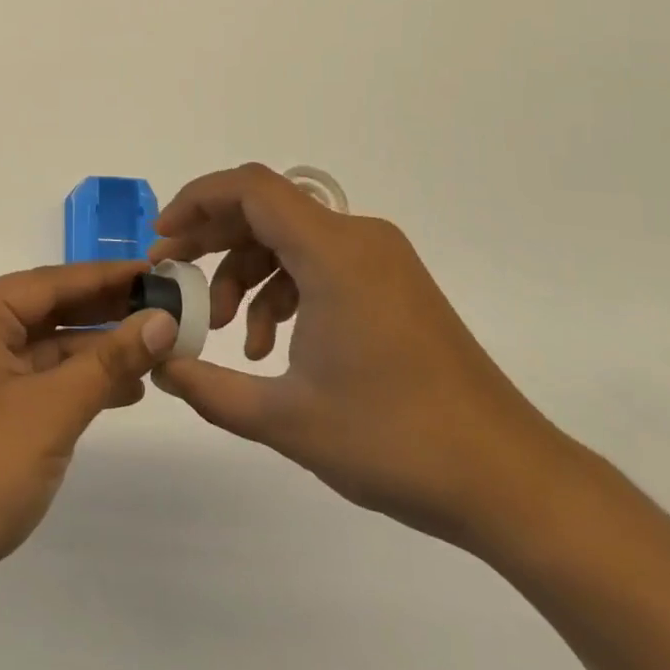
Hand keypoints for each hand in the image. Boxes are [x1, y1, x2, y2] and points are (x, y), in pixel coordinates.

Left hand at [0, 261, 179, 599]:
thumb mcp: (52, 410)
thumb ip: (109, 362)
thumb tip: (163, 320)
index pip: (52, 282)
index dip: (108, 276)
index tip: (158, 272)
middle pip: (50, 310)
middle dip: (107, 312)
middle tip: (166, 308)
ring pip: (48, 347)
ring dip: (98, 351)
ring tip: (158, 351)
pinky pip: (40, 380)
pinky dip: (79, 383)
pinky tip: (125, 390)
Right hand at [150, 164, 573, 547]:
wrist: (511, 481)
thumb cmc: (395, 441)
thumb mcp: (285, 418)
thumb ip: (208, 388)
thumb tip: (158, 363)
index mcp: (334, 252)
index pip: (250, 188)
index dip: (196, 201)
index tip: (163, 240)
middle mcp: (358, 238)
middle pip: (265, 210)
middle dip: (211, 240)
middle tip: (173, 278)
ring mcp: (381, 260)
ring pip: (289, 239)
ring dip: (246, 275)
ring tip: (223, 332)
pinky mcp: (393, 284)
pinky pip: (320, 264)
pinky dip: (283, 291)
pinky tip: (271, 345)